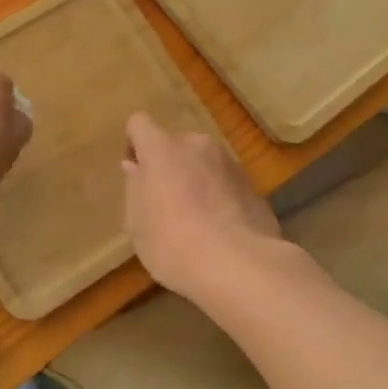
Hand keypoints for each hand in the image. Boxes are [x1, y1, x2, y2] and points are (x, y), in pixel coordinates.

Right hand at [122, 112, 280, 300]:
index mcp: (163, 149)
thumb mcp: (138, 223)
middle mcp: (198, 145)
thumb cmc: (173, 244)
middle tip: (165, 203)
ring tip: (196, 219)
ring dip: (196, 179)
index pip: (140, 123)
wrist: (238, 264)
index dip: (134, 144)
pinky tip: (220, 229)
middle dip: (169, 165)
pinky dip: (219, 195)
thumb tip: (135, 166)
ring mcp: (229, 162)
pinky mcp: (253, 184)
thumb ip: (135, 188)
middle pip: (175, 144)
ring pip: (203, 162)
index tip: (137, 173)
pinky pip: (225, 181)